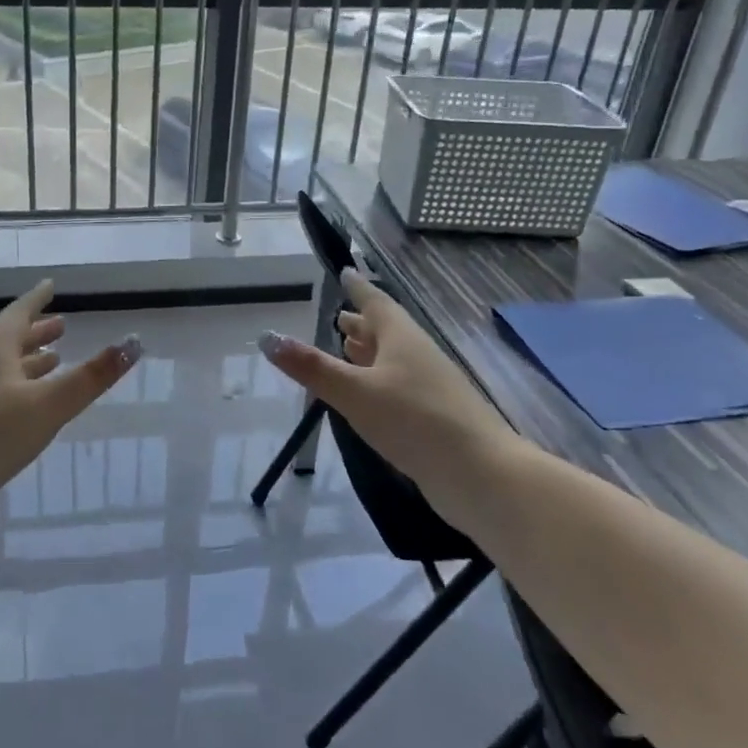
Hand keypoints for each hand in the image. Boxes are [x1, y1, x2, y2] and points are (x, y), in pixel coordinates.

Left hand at [0, 281, 139, 519]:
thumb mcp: (50, 405)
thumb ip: (91, 377)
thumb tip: (132, 343)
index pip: (18, 315)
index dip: (36, 299)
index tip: (50, 285)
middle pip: (8, 341)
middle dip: (36, 332)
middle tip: (62, 326)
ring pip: (1, 367)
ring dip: (27, 360)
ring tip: (52, 360)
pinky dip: (17, 386)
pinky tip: (26, 406)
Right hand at [257, 269, 520, 487]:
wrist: (481, 475)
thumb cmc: (415, 421)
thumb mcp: (355, 392)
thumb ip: (312, 367)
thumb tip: (267, 337)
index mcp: (402, 338)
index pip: (375, 302)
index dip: (358, 288)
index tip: (346, 272)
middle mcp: (417, 355)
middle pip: (386, 331)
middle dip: (362, 323)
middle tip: (338, 317)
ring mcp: (429, 387)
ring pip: (393, 360)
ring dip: (370, 353)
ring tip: (347, 350)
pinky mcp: (433, 417)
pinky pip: (399, 387)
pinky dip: (378, 382)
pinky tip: (367, 397)